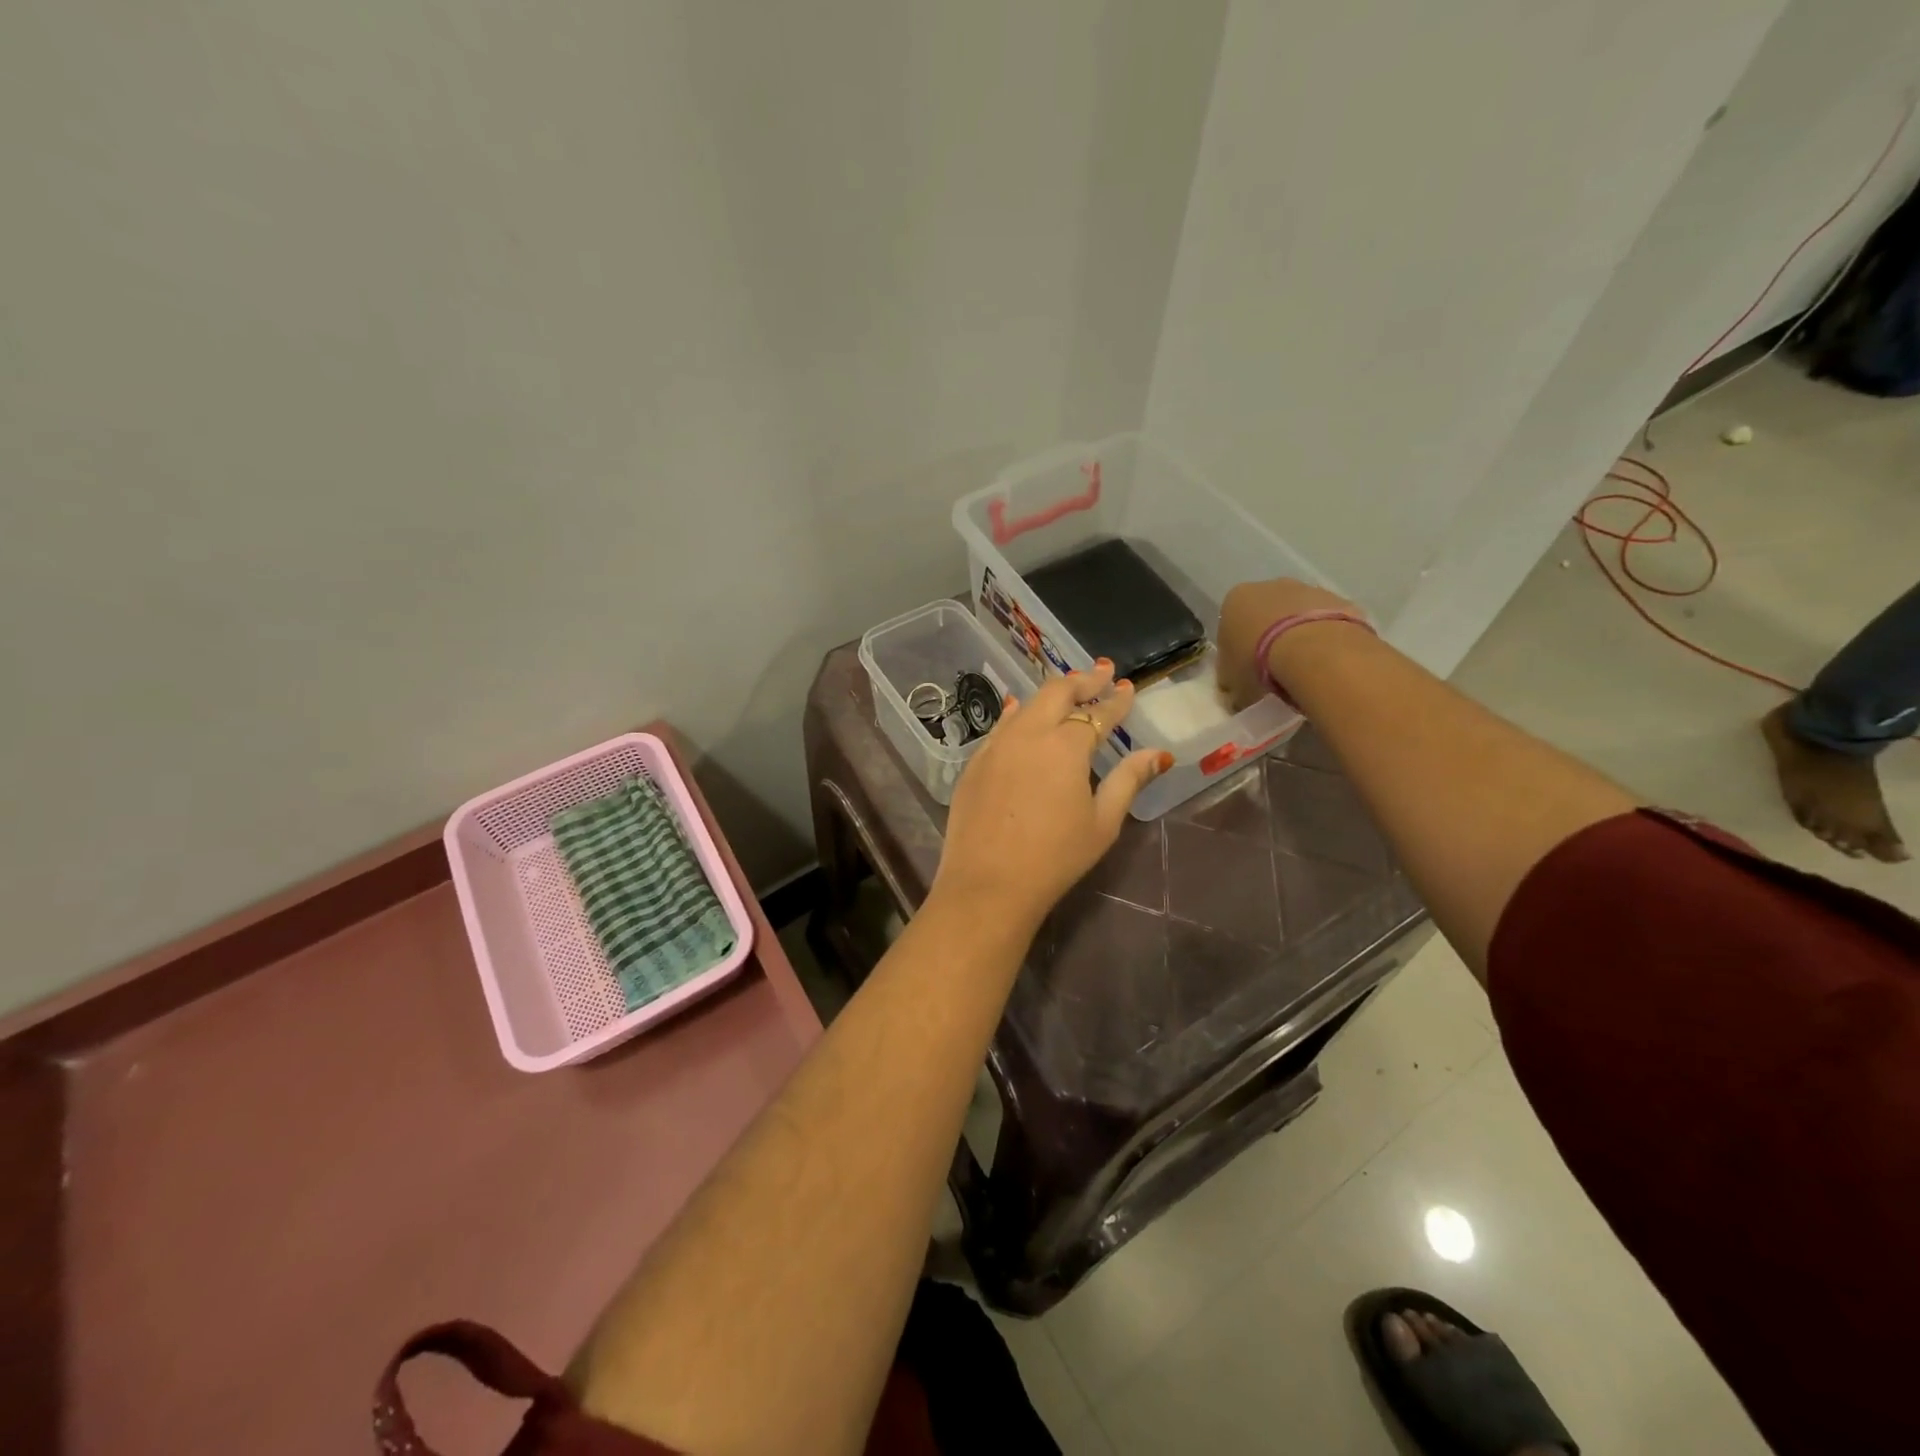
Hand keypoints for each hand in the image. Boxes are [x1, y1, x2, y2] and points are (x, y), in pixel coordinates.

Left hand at [934, 660, 1172, 931]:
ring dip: (1051, 694)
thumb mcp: (1102, 822)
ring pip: (1027, 705)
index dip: (1116, 701)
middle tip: (1102, 672)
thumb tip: (1159, 754)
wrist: (988, 883)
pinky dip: (1019, 713)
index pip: (1097, 714)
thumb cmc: (1055, 858)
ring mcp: (997, 745)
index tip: (1128, 687)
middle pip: (1058, 693)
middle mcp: (1029, 734)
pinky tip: (1022, 711)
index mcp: (1066, 746)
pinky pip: (1001, 725)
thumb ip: (1128, 780)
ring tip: (1068, 688)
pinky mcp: (975, 762)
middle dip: (1083, 680)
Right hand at [1216, 578, 1362, 710]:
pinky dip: (1325, 638)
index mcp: (1235, 601)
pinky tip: (1327, 663)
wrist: (1314, 651)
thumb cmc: (1259, 664)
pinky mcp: (1340, 599)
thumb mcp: (1233, 685)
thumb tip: (1237, 694)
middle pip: (1265, 614)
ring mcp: (1307, 589)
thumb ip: (1232, 684)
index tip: (1245, 672)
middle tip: (1274, 671)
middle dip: (1269, 637)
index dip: (1237, 651)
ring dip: (1299, 636)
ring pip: (1298, 616)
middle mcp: (1269, 587)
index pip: (1230, 625)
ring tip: (1304, 670)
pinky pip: (1327, 622)